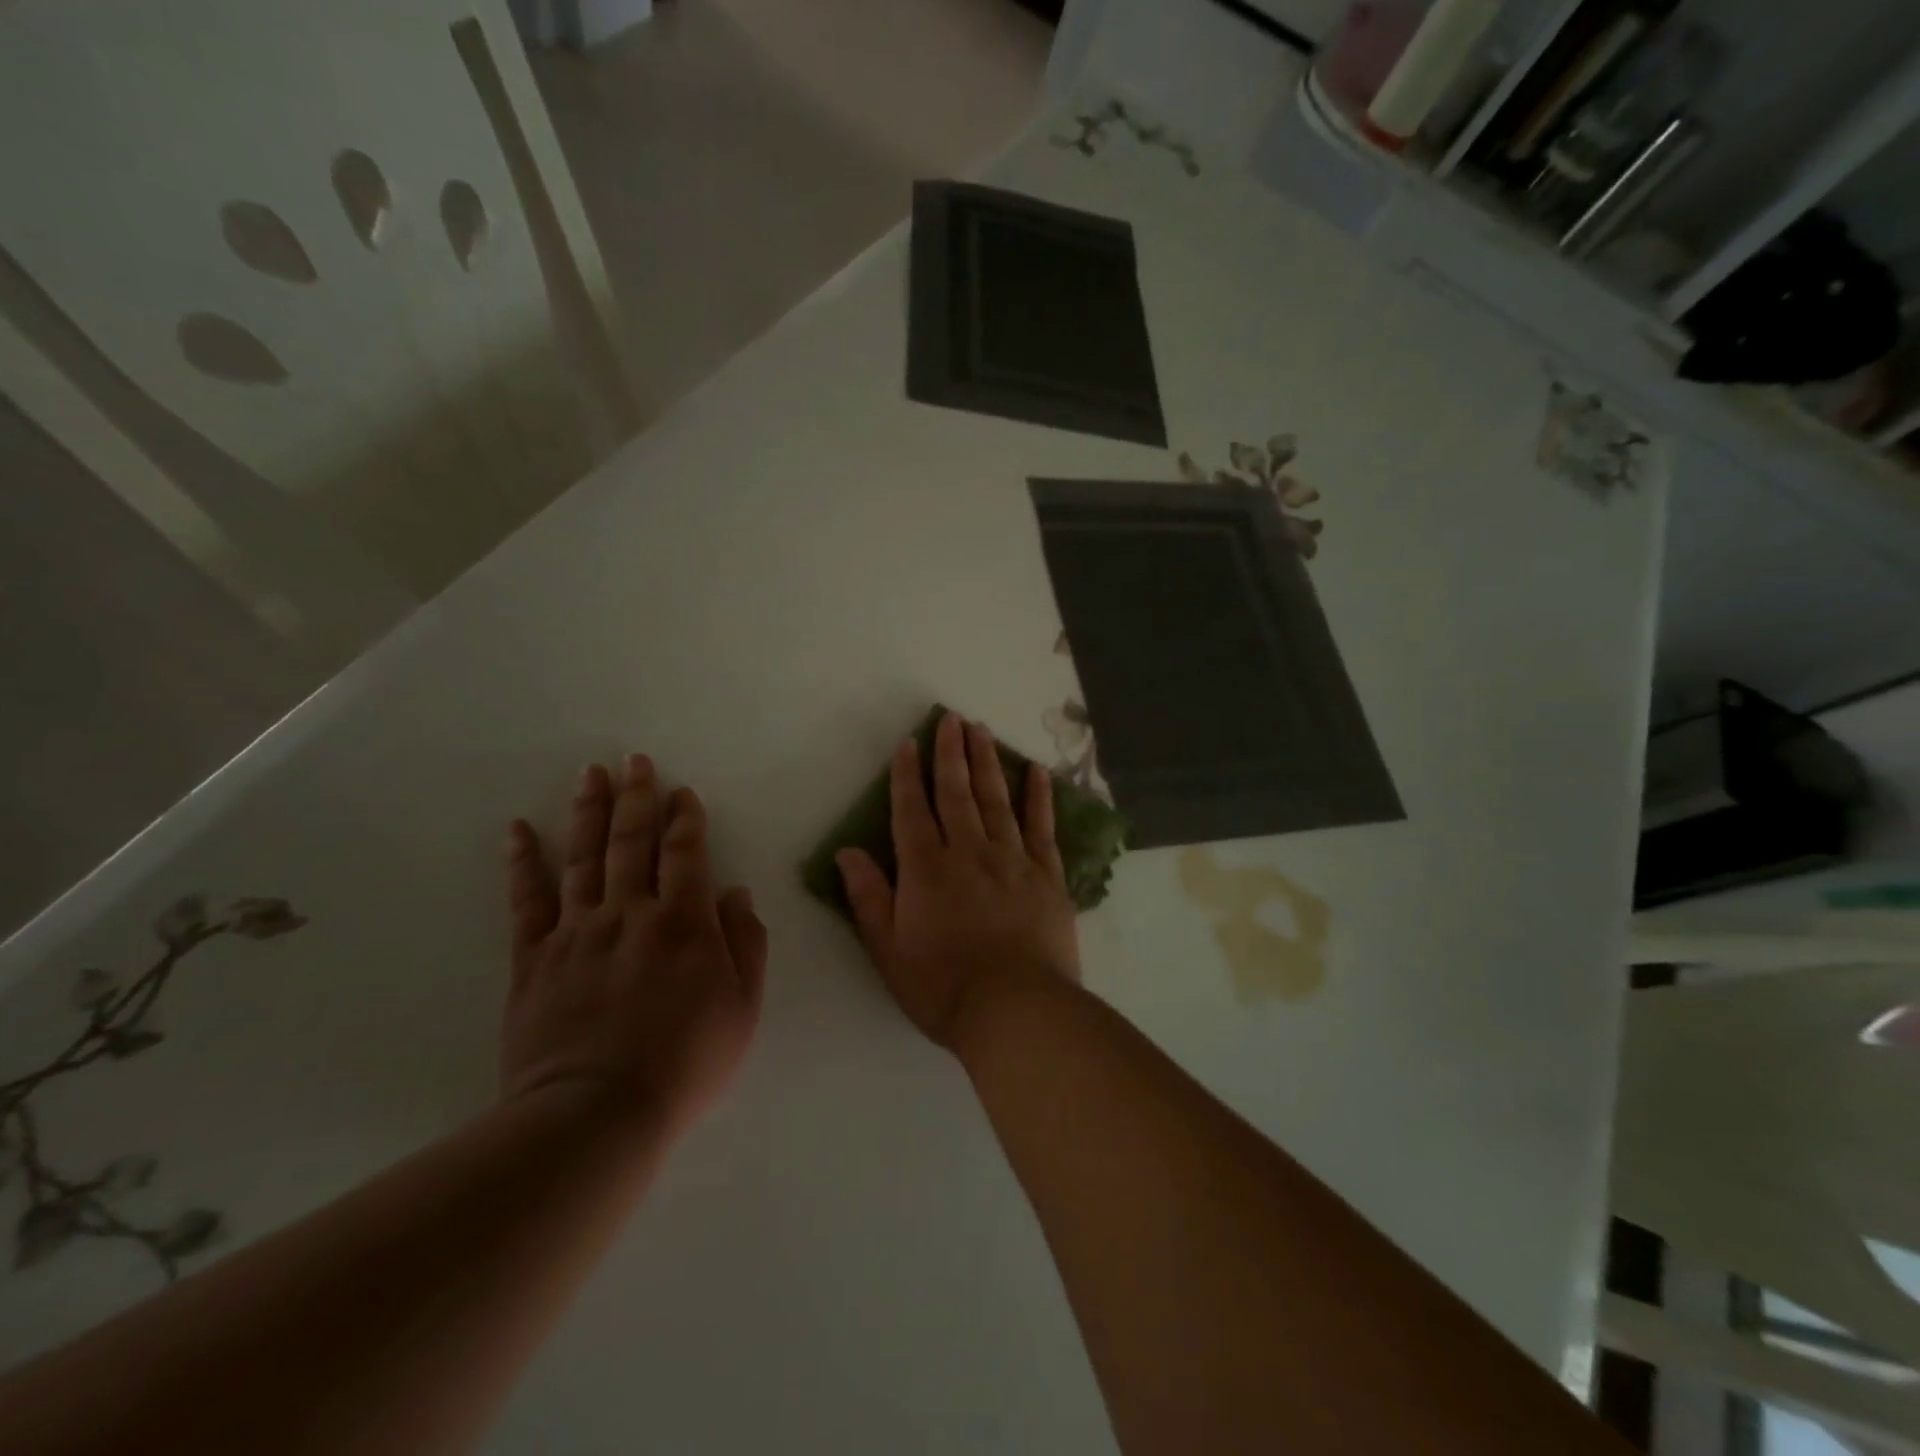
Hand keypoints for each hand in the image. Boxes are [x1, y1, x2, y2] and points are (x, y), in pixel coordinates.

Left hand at [501, 755, 766, 1137]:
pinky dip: (522, 861)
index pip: (685, 853)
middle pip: (632, 841)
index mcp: (684, 922)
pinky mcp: (534, 957)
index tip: (682, 793)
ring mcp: (578, 931)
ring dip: (588, 811)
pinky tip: (518, 829)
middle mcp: (630, 912)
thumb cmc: (685, 1061)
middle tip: (634, 760)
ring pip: (583, 857)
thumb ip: (746, 945)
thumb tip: (736, 895)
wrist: (598, 1112)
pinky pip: (527, 900)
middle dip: (637, 797)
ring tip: (590, 774)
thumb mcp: (742, 1007)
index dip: (685, 819)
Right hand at [837, 713, 1079, 1052]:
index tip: (908, 743)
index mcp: (926, 869)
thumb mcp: (888, 950)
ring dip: (988, 762)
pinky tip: (1037, 771)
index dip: (907, 775)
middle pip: (957, 792)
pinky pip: (1042, 827)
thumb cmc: (943, 986)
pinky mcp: (1047, 875)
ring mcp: (1012, 860)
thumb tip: (848, 851)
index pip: (912, 810)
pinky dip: (1039, 797)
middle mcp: (968, 852)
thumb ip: (869, 897)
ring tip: (982, 730)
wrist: (1016, 1010)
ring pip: (997, 800)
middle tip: (951, 719)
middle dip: (951, 753)